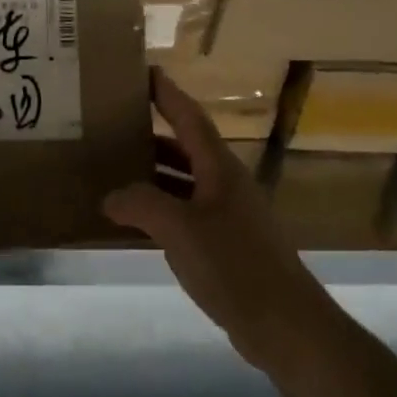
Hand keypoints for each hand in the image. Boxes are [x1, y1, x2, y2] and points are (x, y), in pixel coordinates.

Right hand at [103, 70, 342, 381]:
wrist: (284, 324)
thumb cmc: (234, 266)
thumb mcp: (180, 229)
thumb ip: (141, 205)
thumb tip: (111, 196)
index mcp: (221, 170)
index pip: (191, 118)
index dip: (168, 94)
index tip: (145, 72)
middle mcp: (227, 186)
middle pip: (187, 149)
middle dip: (153, 135)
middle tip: (115, 126)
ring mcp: (229, 217)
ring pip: (185, 184)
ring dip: (154, 176)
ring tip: (115, 171)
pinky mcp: (227, 247)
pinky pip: (186, 215)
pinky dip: (161, 211)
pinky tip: (136, 223)